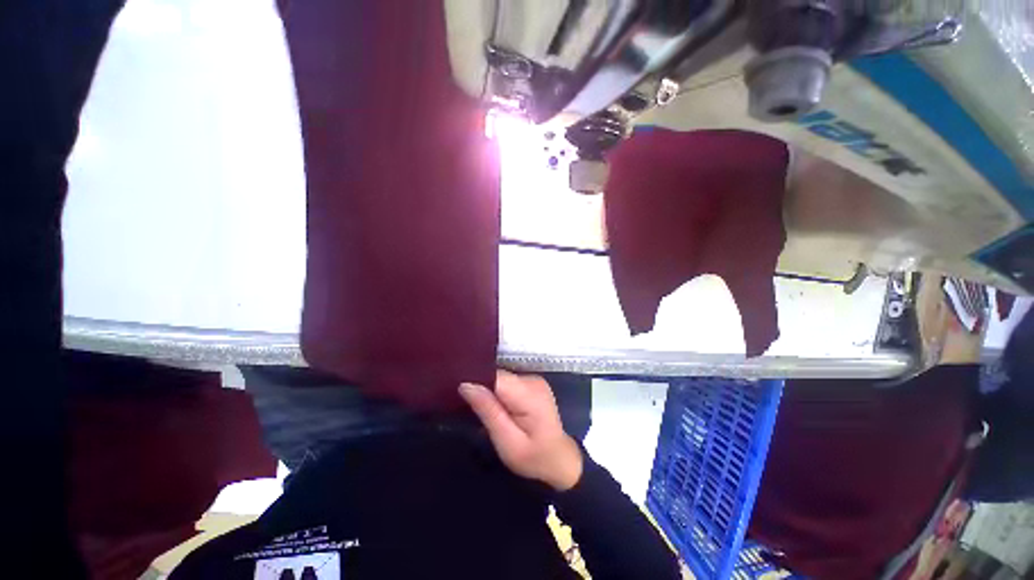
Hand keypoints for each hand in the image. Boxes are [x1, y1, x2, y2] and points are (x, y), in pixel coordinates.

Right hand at [460, 370, 583, 491]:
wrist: (559, 460)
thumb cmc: (534, 457)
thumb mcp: (507, 441)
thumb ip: (488, 411)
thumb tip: (466, 385)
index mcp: (528, 393)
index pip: (495, 376)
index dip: (477, 382)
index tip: (460, 394)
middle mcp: (532, 380)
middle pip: (498, 376)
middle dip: (483, 390)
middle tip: (471, 411)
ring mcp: (533, 380)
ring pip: (501, 379)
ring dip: (491, 393)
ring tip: (484, 412)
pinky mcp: (532, 384)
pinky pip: (508, 383)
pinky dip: (499, 394)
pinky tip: (497, 409)